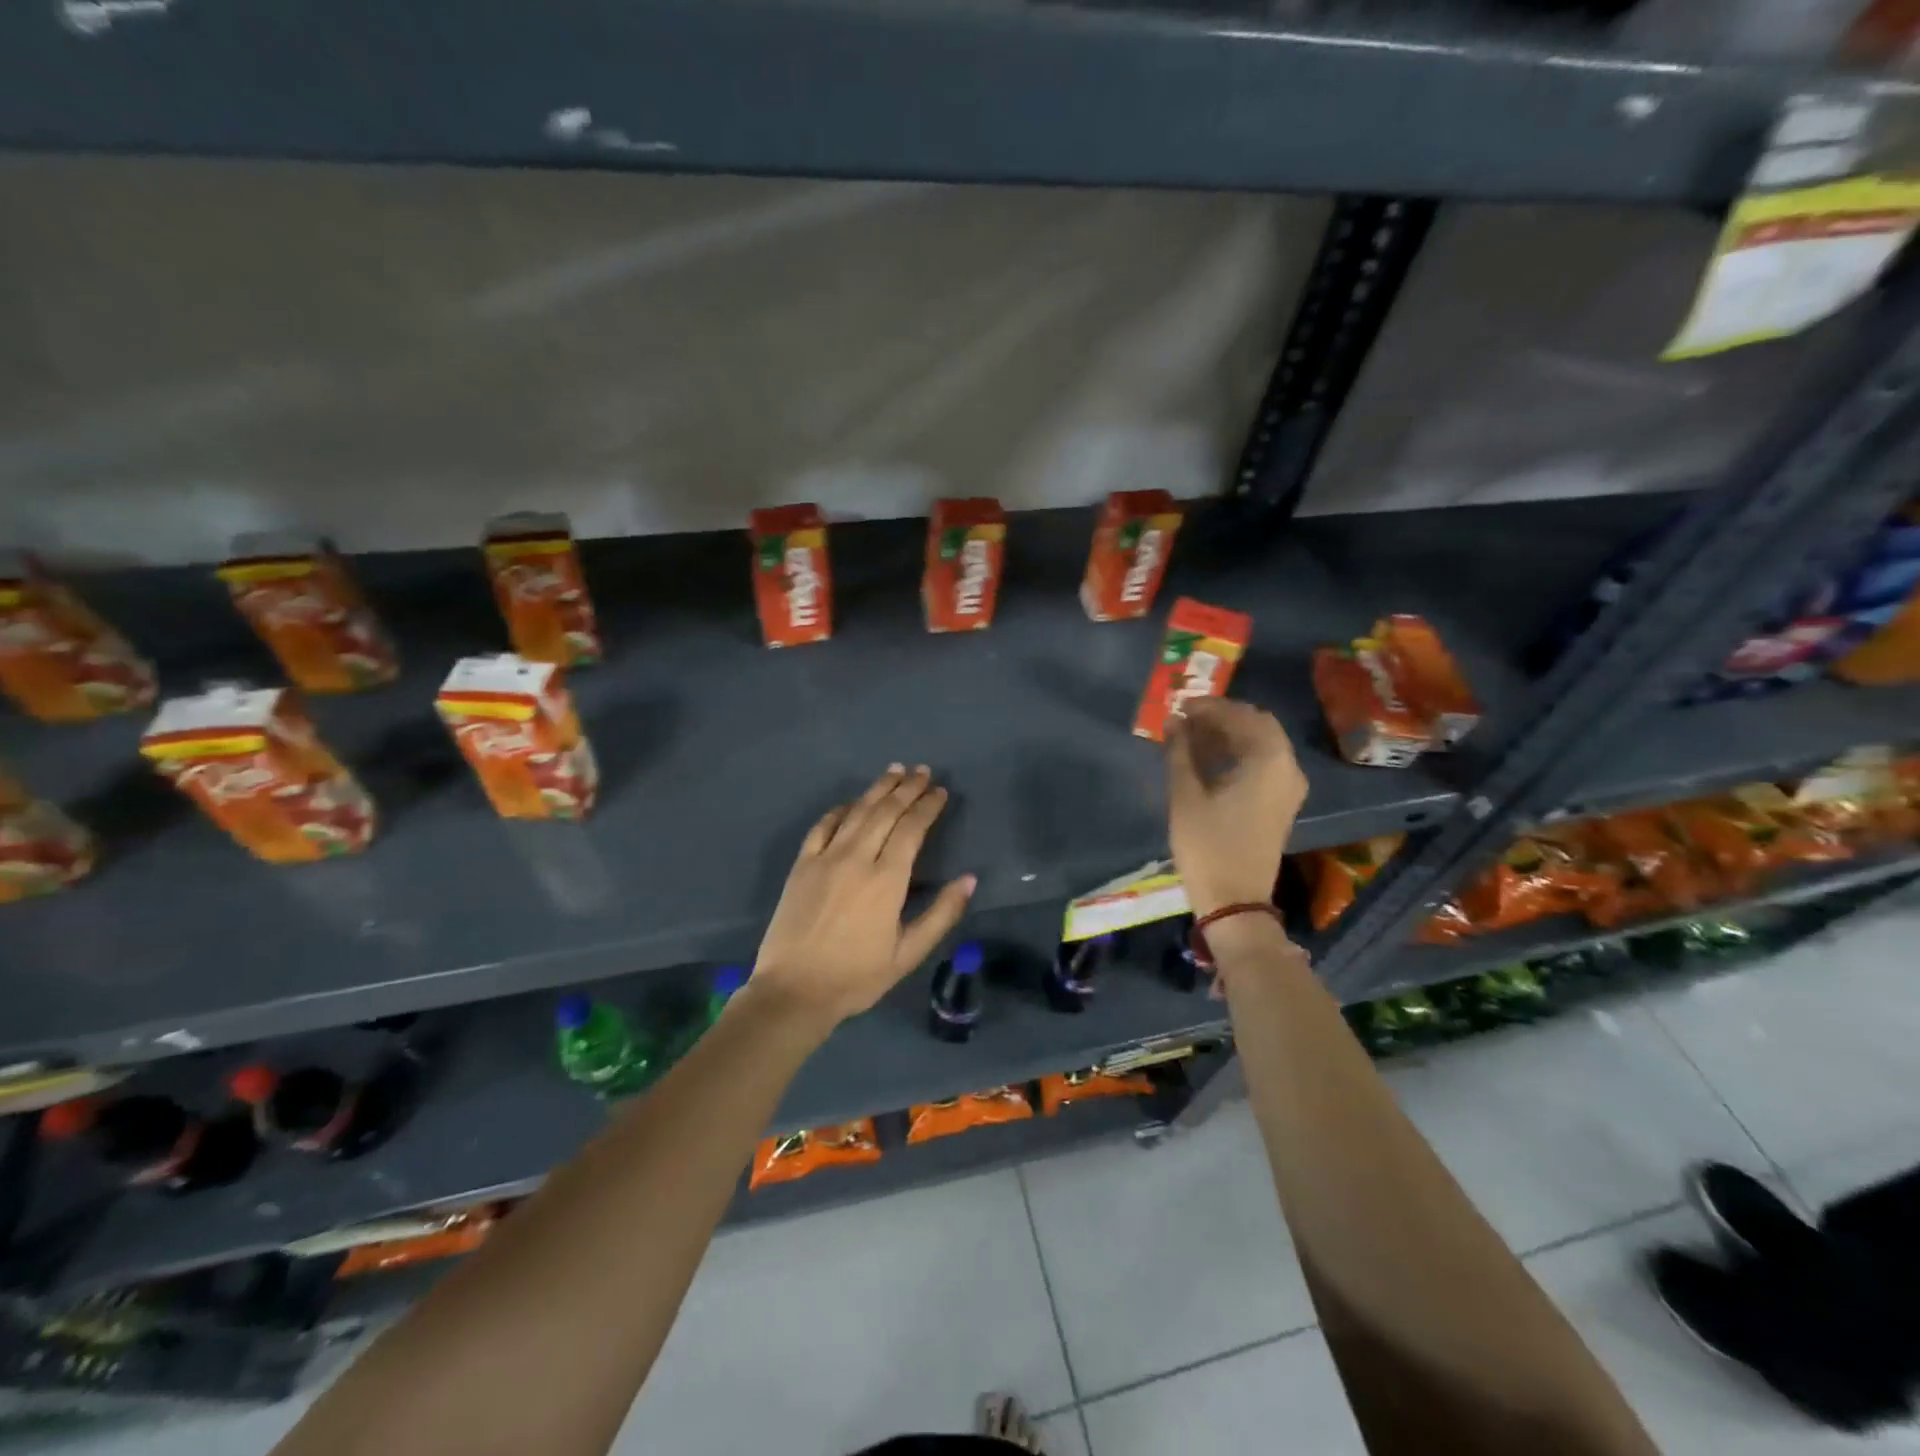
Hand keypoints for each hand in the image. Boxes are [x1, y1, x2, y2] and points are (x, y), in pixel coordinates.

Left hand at [750, 765, 975, 1026]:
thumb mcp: (908, 954)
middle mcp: (857, 858)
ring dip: (878, 789)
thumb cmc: (856, 977)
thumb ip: (941, 914)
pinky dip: (841, 809)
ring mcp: (825, 858)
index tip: (941, 792)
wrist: (793, 991)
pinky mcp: (802, 864)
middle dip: (908, 788)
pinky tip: (852, 802)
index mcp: (887, 880)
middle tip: (923, 771)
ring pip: (857, 812)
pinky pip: (823, 826)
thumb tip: (970, 879)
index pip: (912, 828)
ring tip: (895, 771)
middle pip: (886, 812)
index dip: (928, 806)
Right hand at [1165, 699, 1306, 917]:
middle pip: (1257, 726)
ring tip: (1191, 737)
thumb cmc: (1207, 846)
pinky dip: (1238, 754)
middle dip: (1222, 718)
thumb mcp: (1186, 796)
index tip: (1180, 706)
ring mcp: (1288, 787)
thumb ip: (1180, 752)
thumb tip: (1174, 721)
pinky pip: (1263, 764)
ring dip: (1229, 735)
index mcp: (1269, 760)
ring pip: (1261, 745)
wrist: (1235, 901)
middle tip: (1186, 720)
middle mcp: (1287, 767)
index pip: (1242, 715)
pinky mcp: (1281, 803)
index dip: (1210, 706)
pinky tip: (1208, 760)